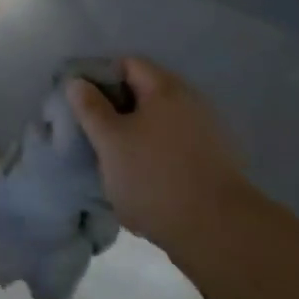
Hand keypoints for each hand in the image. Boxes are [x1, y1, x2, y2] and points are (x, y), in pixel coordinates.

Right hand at [67, 58, 249, 253]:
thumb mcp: (110, 141)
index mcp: (165, 88)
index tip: (83, 104)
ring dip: (138, 140)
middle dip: (118, 113)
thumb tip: (77, 82)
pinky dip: (158, 160)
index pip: (127, 64)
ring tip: (118, 167)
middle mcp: (190, 102)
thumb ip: (90, 108)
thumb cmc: (155, 178)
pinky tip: (146, 186)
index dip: (101, 78)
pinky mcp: (216, 165)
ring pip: (160, 126)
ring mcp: (207, 134)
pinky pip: (176, 150)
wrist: (220, 234)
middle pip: (145, 95)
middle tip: (97, 137)